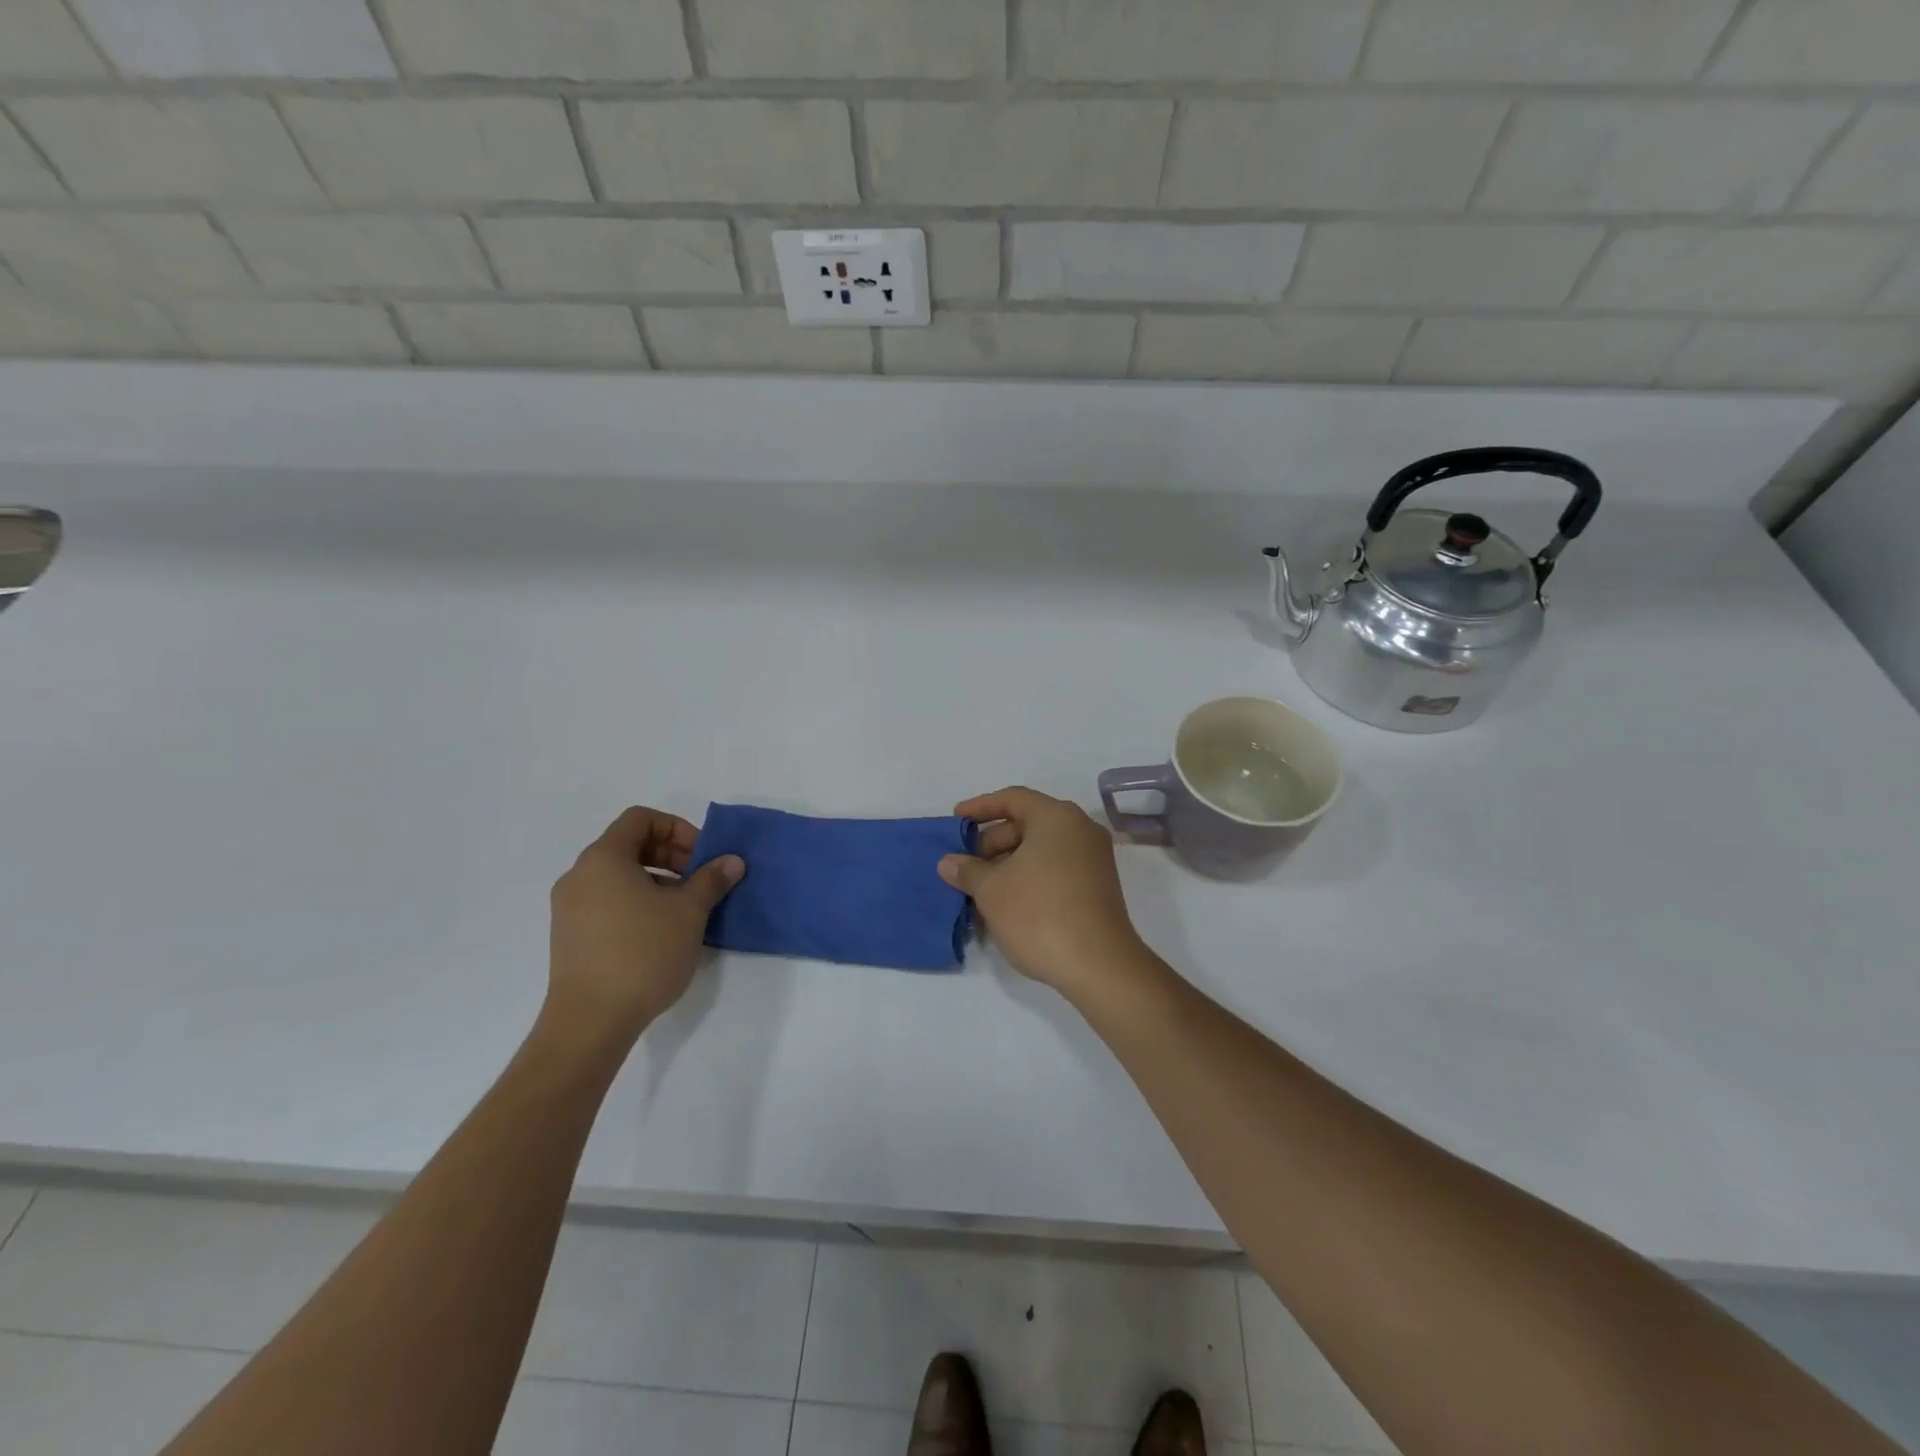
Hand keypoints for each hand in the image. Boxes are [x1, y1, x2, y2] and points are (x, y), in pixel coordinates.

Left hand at [546, 807, 743, 1049]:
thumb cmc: (642, 953)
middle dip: (671, 856)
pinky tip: (661, 933)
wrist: (590, 1021)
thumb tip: (731, 861)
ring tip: (686, 910)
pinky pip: (607, 902)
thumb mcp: (689, 911)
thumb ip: (711, 879)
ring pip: (619, 876)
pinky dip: (637, 903)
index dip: (677, 829)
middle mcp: (579, 876)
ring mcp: (569, 908)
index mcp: (603, 858)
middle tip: (701, 880)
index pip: (640, 819)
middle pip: (629, 846)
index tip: (702, 856)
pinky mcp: (569, 937)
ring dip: (657, 881)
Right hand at [938, 786, 1146, 999]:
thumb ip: (967, 870)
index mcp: (1057, 817)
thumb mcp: (991, 890)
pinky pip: (1055, 869)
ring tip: (980, 888)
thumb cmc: (1039, 913)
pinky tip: (1006, 903)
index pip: (1013, 799)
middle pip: (1028, 823)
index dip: (980, 808)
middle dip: (992, 841)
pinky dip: (1029, 877)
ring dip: (1008, 864)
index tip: (955, 821)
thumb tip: (949, 862)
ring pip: (1041, 849)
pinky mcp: (1097, 887)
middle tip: (966, 864)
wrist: (1098, 965)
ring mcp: (1093, 859)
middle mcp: (1080, 830)